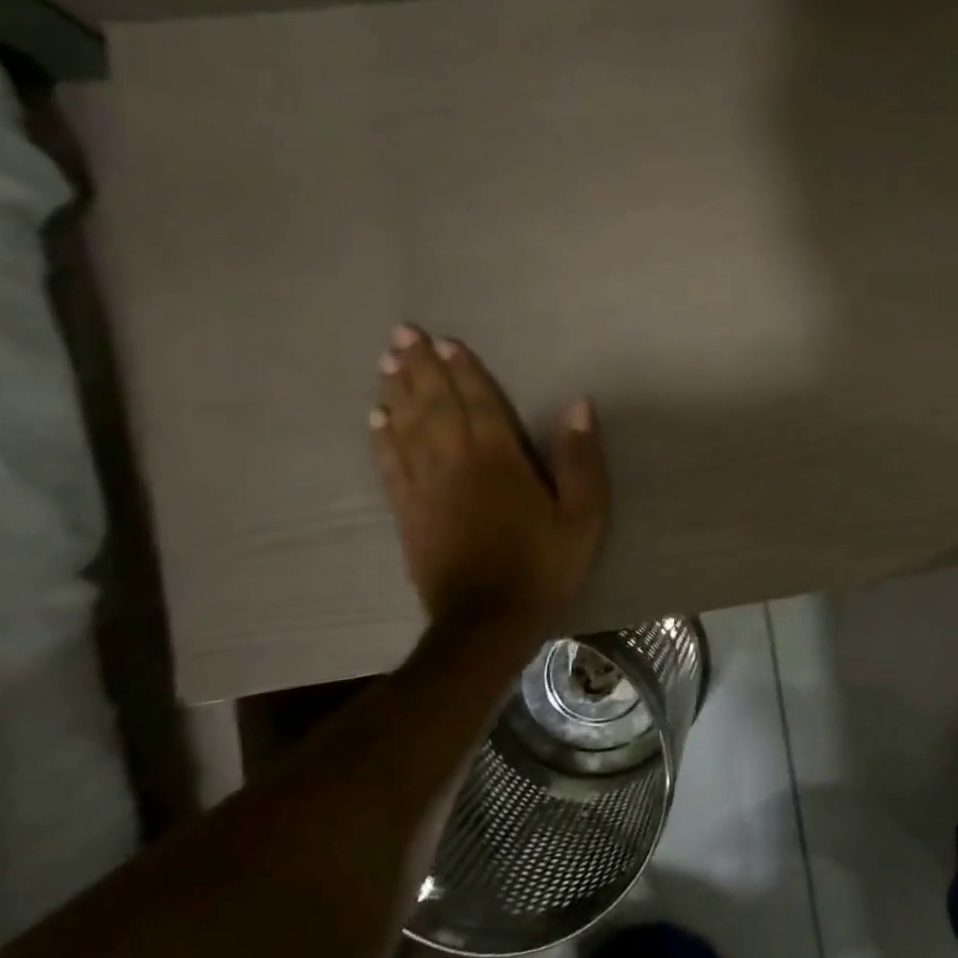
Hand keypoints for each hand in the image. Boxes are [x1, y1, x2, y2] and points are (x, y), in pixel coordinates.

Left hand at [369, 327, 607, 625]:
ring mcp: (425, 489)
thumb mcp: (583, 517)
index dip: (463, 371)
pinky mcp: (408, 514)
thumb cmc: (543, 566)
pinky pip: (390, 466)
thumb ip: (580, 460)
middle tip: (402, 333)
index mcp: (499, 461)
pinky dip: (381, 438)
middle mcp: (455, 464)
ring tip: (386, 362)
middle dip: (420, 368)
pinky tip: (375, 419)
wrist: (488, 623)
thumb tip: (578, 405)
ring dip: (397, 392)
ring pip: (407, 429)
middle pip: (435, 407)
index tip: (445, 341)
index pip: (479, 404)